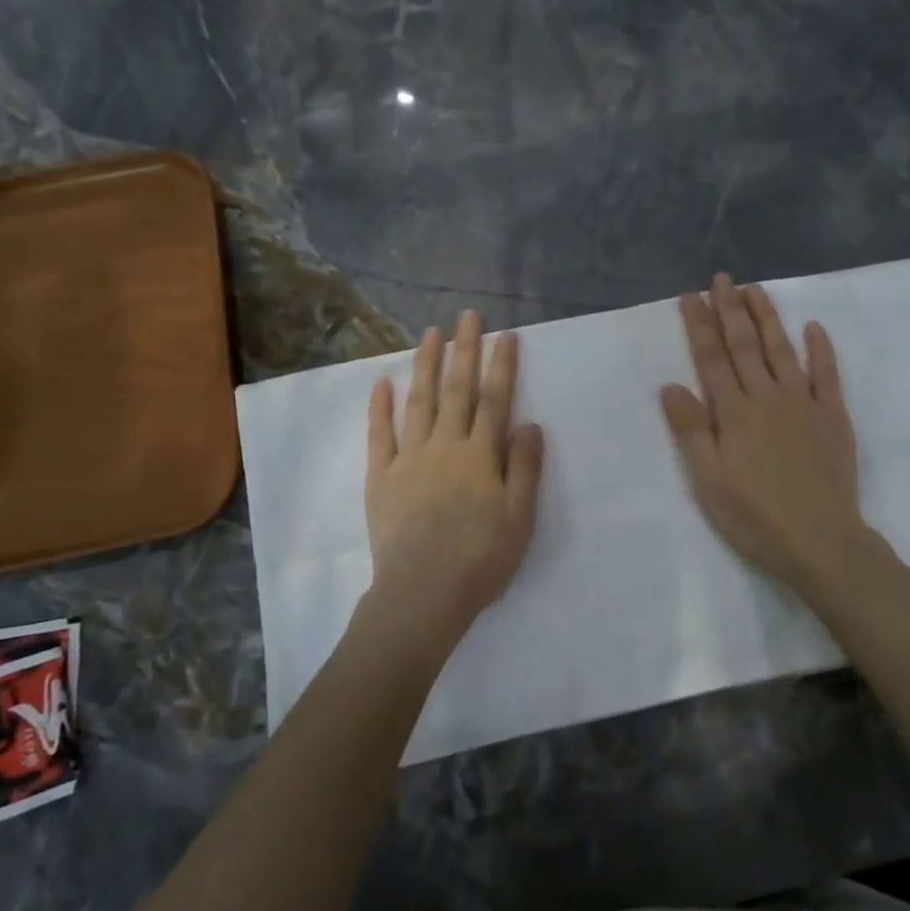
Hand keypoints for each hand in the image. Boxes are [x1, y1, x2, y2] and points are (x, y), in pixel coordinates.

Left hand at [359, 310, 545, 656]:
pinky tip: (381, 382)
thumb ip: (524, 468)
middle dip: (464, 350)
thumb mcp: (520, 519)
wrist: (422, 594)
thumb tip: (529, 423)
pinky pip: (379, 434)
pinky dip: (380, 407)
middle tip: (467, 316)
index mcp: (480, 456)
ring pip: (419, 402)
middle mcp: (445, 446)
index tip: (505, 334)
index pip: (495, 400)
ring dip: (425, 365)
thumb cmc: (480, 559)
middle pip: (456, 390)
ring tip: (430, 333)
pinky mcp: (380, 477)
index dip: (501, 365)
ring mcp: (409, 458)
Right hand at [661, 274, 868, 598]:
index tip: (691, 296)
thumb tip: (671, 385)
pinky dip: (821, 349)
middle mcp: (767, 397)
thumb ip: (690, 430)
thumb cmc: (754, 516)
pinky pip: (827, 374)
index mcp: (733, 412)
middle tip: (721, 279)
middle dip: (730, 309)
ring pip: (782, 350)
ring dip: (767, 318)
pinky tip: (814, 327)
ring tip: (755, 289)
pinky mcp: (833, 417)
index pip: (711, 358)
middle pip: (744, 345)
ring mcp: (803, 404)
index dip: (700, 325)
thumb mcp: (707, 480)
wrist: (820, 541)